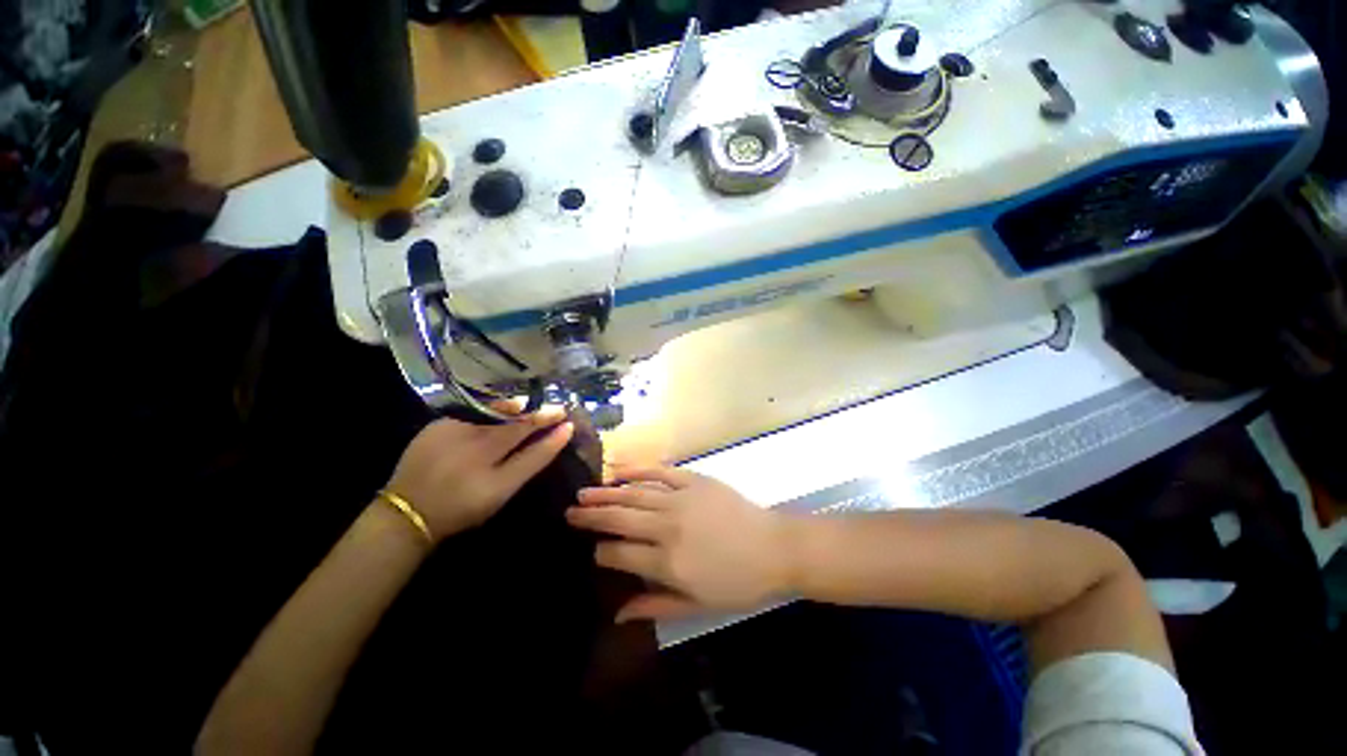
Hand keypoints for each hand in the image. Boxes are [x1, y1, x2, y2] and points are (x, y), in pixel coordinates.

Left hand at [385, 408, 573, 539]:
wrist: (407, 512)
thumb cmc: (462, 507)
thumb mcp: (501, 492)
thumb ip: (532, 461)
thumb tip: (560, 434)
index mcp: (489, 469)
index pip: (530, 444)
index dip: (551, 432)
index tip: (568, 422)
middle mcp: (471, 447)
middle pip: (514, 424)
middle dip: (538, 415)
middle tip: (556, 410)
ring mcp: (451, 432)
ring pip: (493, 414)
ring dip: (515, 409)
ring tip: (529, 406)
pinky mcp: (436, 426)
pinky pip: (472, 412)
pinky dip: (491, 410)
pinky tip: (498, 412)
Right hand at [566, 467, 790, 621]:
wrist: (774, 548)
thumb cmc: (739, 583)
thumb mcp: (697, 605)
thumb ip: (655, 606)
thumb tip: (617, 613)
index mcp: (667, 562)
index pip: (620, 554)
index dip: (600, 552)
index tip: (591, 550)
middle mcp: (667, 527)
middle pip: (620, 519)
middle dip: (591, 517)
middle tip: (569, 512)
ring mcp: (680, 499)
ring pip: (634, 494)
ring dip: (606, 493)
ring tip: (584, 493)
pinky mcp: (694, 480)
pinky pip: (660, 471)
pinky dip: (638, 469)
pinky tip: (619, 470)